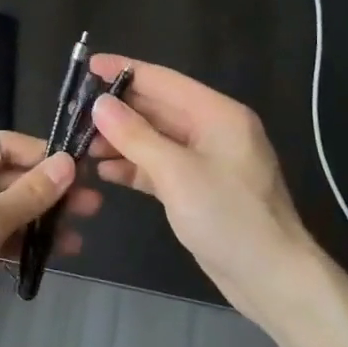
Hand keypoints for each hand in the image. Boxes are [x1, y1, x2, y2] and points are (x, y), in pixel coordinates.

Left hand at [0, 132, 96, 346]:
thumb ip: (29, 193)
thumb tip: (68, 163)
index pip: (5, 145)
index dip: (42, 154)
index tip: (79, 171)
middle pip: (8, 177)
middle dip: (48, 191)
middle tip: (92, 207)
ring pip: (5, 208)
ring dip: (39, 219)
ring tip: (79, 236)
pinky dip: (20, 240)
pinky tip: (51, 254)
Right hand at [86, 55, 317, 318]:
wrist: (273, 280)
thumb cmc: (229, 217)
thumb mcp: (177, 173)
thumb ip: (136, 136)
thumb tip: (99, 103)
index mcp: (217, 114)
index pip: (163, 81)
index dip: (124, 71)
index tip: (87, 66)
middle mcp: (213, 130)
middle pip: (158, 109)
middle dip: (117, 110)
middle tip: (74, 111)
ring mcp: (206, 161)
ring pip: (155, 139)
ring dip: (121, 140)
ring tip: (81, 143)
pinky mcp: (198, 189)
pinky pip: (160, 166)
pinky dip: (134, 166)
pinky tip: (104, 170)